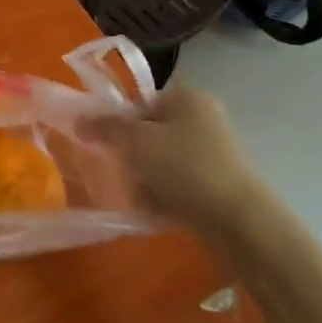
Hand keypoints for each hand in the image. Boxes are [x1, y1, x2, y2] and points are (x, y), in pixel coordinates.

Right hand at [100, 84, 273, 240]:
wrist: (242, 224)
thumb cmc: (186, 168)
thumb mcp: (136, 141)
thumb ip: (105, 126)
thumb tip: (79, 119)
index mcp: (186, 97)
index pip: (140, 102)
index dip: (119, 122)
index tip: (108, 145)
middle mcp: (203, 119)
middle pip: (149, 133)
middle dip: (132, 157)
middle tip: (126, 173)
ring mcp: (214, 153)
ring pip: (161, 162)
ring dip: (146, 179)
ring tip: (143, 198)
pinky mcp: (219, 185)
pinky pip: (179, 185)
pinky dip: (165, 196)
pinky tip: (158, 211)